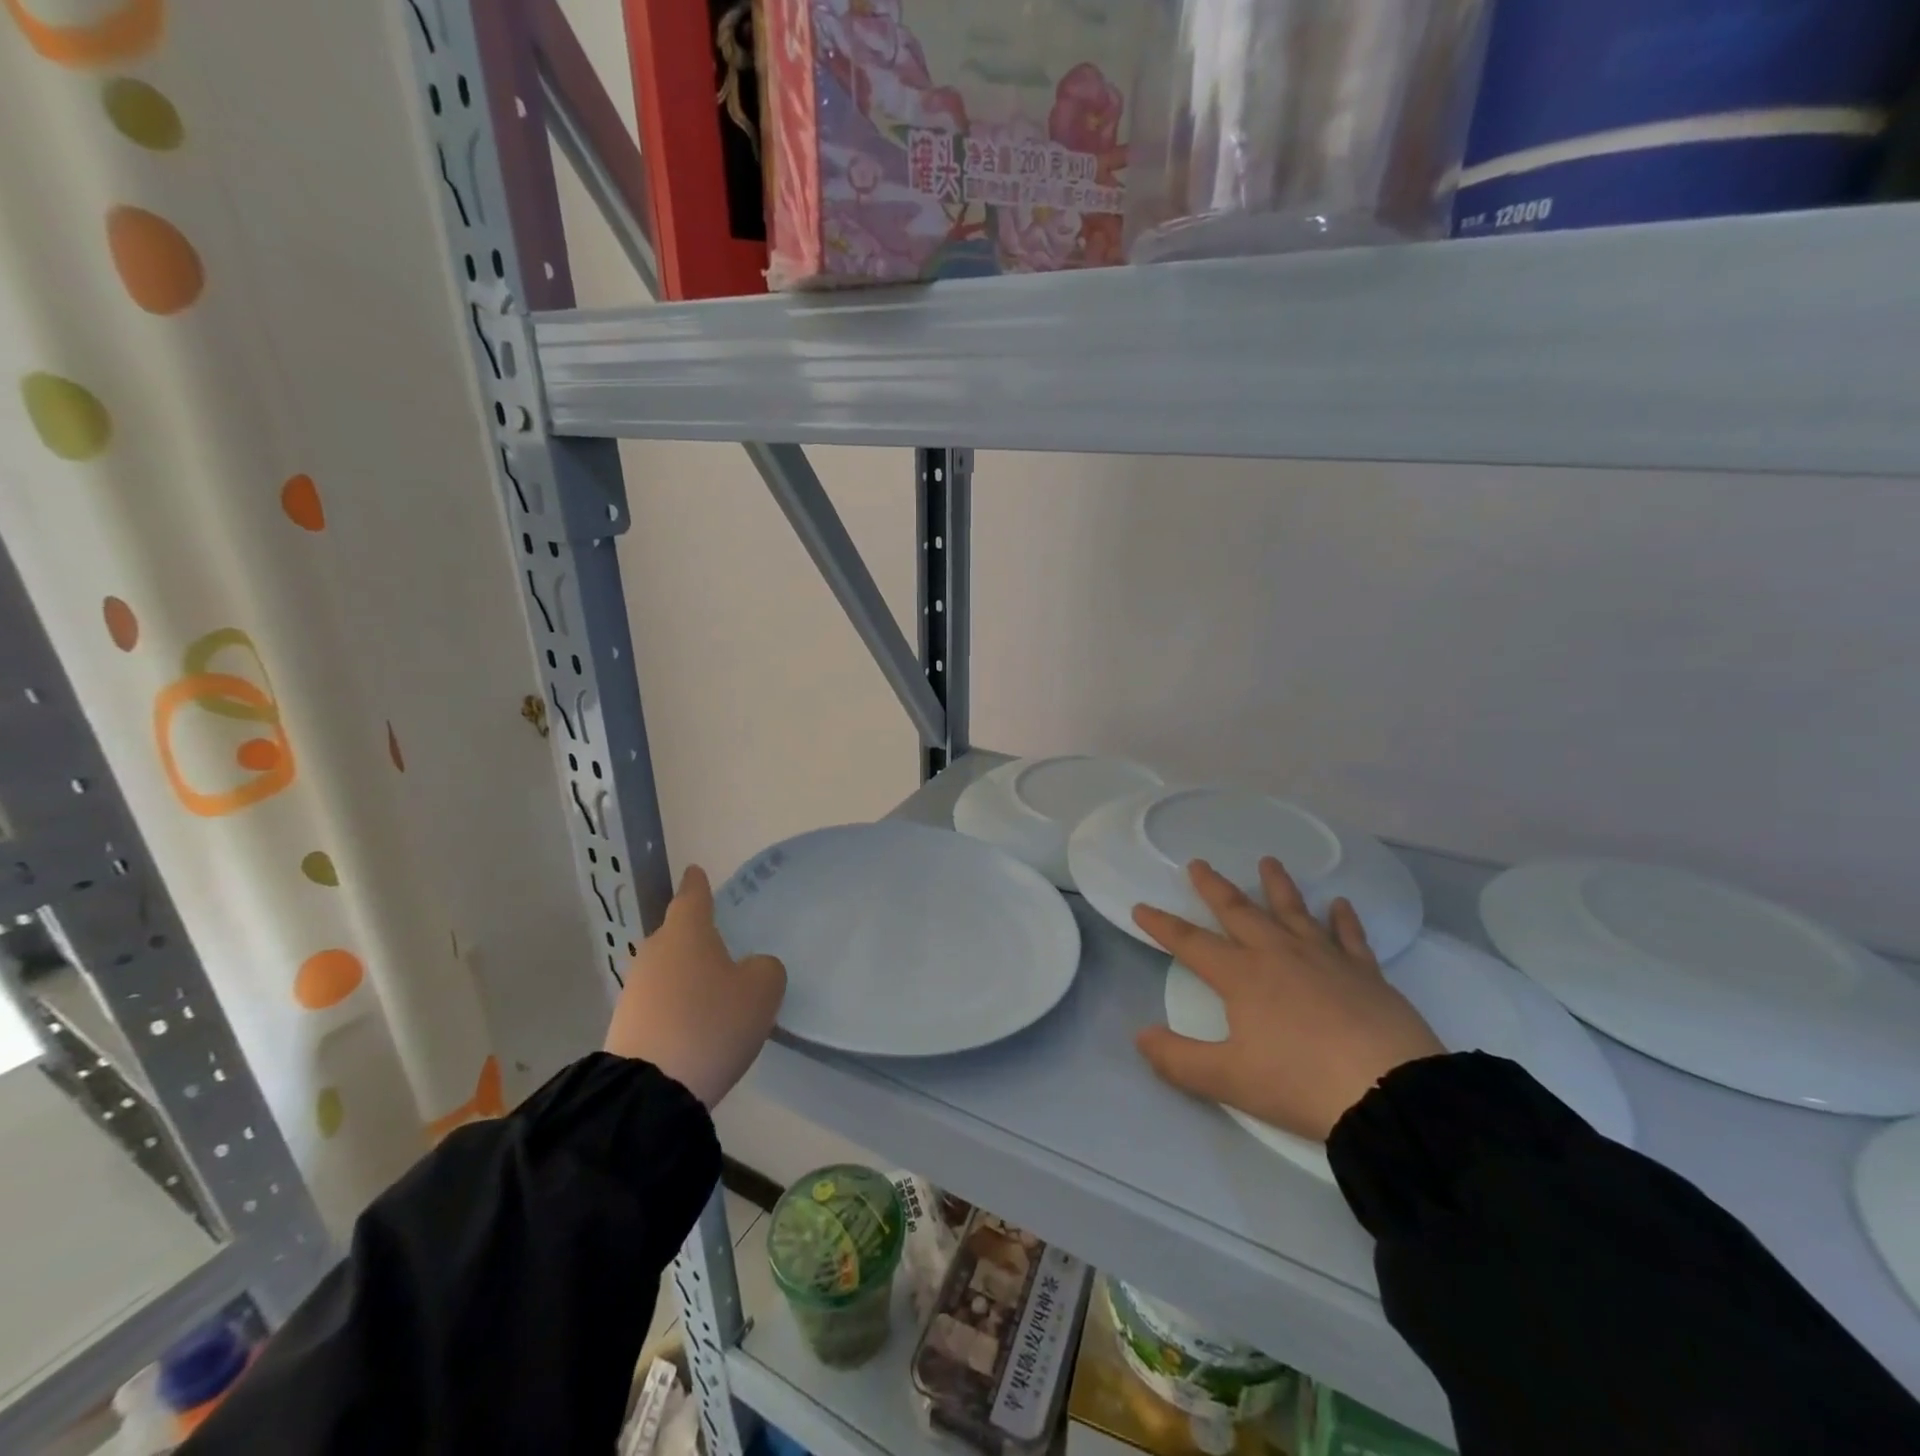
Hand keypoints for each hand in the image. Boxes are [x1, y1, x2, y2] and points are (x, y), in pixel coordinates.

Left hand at [605, 866, 785, 1107]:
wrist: (652, 1089)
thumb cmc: (712, 1023)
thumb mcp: (762, 990)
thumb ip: (765, 968)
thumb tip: (750, 968)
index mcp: (687, 932)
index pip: (693, 897)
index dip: (697, 884)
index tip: (695, 870)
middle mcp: (655, 952)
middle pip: (677, 934)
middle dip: (695, 935)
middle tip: (720, 943)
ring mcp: (635, 989)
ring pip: (667, 969)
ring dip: (686, 974)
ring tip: (712, 992)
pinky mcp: (626, 1024)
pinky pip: (659, 1001)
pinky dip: (676, 1005)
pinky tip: (694, 1024)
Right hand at [1133, 858, 1443, 1141]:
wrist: (1389, 1091)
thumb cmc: (1300, 1082)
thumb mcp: (1228, 1079)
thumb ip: (1179, 1059)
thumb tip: (1141, 1036)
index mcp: (1242, 976)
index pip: (1190, 943)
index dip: (1163, 925)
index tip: (1141, 907)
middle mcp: (1278, 954)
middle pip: (1239, 911)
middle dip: (1215, 887)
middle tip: (1199, 863)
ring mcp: (1325, 958)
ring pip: (1294, 911)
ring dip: (1278, 886)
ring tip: (1269, 861)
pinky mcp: (1365, 973)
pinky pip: (1350, 936)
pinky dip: (1343, 918)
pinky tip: (1340, 904)